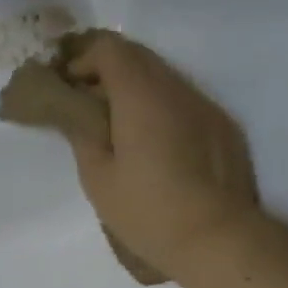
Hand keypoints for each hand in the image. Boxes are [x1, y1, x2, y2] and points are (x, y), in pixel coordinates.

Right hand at [66, 30, 260, 280]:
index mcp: (141, 95)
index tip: (65, 85)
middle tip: (84, 102)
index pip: (109, 48)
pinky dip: (159, 108)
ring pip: (163, 78)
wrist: (217, 239)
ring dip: (134, 90)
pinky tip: (152, 144)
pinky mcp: (222, 127)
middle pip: (137, 56)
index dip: (81, 58)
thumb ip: (83, 133)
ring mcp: (204, 106)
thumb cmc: (148, 211)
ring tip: (116, 126)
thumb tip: (76, 109)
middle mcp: (176, 88)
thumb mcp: (98, 178)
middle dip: (106, 70)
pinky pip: (183, 101)